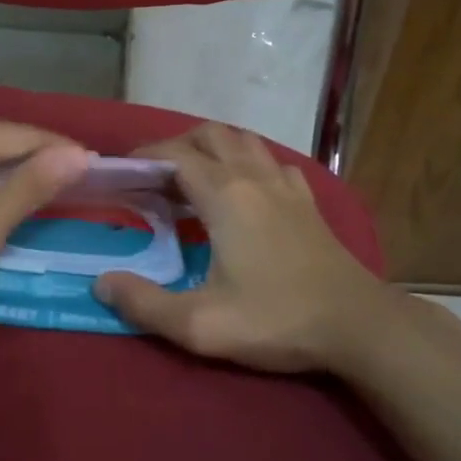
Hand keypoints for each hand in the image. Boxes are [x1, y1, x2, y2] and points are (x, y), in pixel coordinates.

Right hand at [94, 123, 390, 372]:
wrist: (358, 325)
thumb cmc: (276, 320)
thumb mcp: (199, 324)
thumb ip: (144, 304)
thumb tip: (101, 282)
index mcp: (225, 196)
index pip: (175, 154)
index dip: (143, 156)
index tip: (121, 172)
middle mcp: (255, 178)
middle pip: (210, 135)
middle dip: (176, 145)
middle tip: (154, 178)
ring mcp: (287, 186)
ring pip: (244, 142)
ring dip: (213, 149)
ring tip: (193, 180)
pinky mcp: (308, 202)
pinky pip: (272, 162)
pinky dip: (248, 164)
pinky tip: (244, 193)